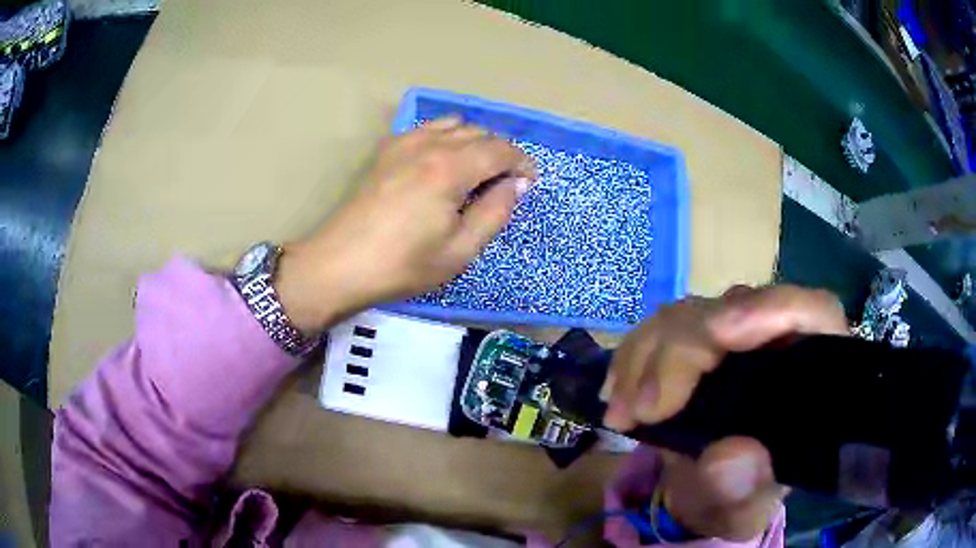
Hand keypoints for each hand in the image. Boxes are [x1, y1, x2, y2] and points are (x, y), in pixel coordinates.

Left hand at [275, 117, 535, 332]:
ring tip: (478, 170)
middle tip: (506, 181)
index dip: (522, 162)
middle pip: (478, 132)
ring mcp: (404, 143)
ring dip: (474, 141)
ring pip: (453, 125)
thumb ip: (494, 212)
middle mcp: (429, 144)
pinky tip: (442, 162)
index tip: (530, 182)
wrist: (340, 264)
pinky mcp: (386, 151)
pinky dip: (446, 137)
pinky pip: (426, 129)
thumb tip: (515, 184)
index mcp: (451, 168)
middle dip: (501, 152)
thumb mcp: (460, 250)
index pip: (500, 149)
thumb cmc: (403, 264)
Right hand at [604, 285, 847, 540]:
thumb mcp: (745, 508)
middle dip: (681, 353)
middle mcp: (775, 339)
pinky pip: (659, 331)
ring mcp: (733, 335)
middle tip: (643, 410)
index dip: (771, 310)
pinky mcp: (696, 341)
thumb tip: (728, 456)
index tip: (721, 334)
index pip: (811, 311)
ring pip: (690, 315)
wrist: (710, 494)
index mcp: (811, 370)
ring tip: (621, 412)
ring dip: (645, 357)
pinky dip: (631, 359)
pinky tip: (615, 394)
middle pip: (734, 310)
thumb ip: (745, 489)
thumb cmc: (742, 497)